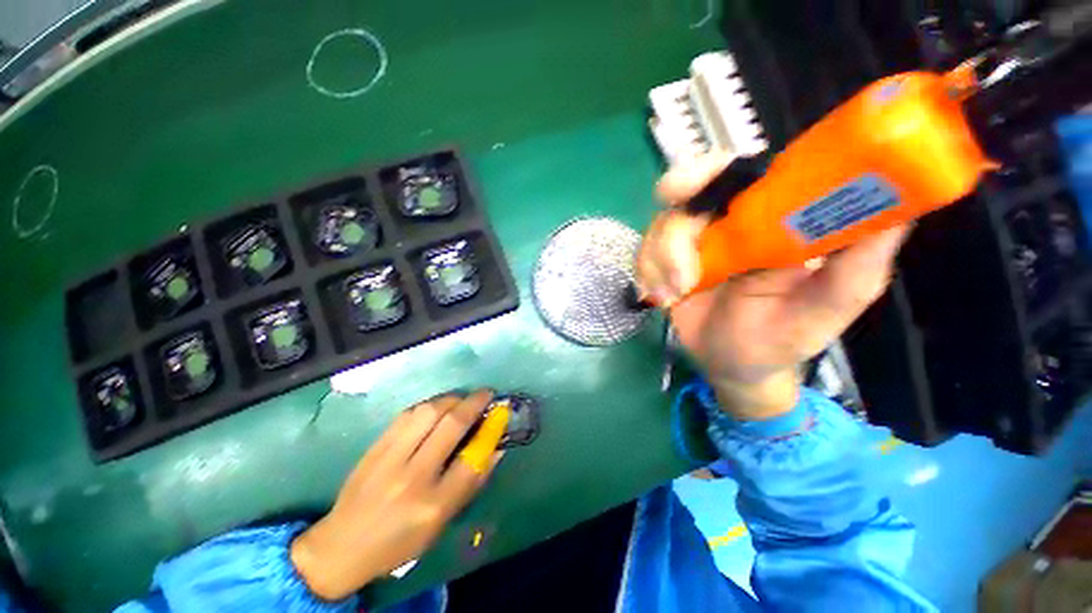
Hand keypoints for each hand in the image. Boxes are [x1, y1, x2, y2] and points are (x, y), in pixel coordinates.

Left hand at [291, 390, 507, 600]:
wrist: (341, 546)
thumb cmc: (399, 542)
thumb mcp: (441, 523)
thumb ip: (471, 484)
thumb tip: (495, 448)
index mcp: (433, 505)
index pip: (472, 459)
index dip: (491, 430)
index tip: (500, 413)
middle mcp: (413, 477)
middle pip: (452, 425)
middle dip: (474, 402)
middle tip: (486, 394)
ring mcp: (390, 459)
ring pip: (428, 412)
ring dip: (452, 399)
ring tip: (461, 399)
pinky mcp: (375, 447)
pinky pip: (407, 414)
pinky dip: (428, 405)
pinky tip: (436, 407)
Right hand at [637, 153, 909, 418]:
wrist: (736, 365)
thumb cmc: (786, 335)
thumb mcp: (832, 304)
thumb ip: (862, 259)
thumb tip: (902, 207)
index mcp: (768, 217)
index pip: (738, 172)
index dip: (710, 170)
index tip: (690, 190)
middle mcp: (726, 221)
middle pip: (686, 193)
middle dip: (673, 220)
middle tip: (671, 247)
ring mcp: (691, 243)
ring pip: (659, 228)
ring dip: (661, 261)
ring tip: (676, 293)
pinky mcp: (664, 263)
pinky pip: (642, 255)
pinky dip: (647, 274)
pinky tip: (662, 296)